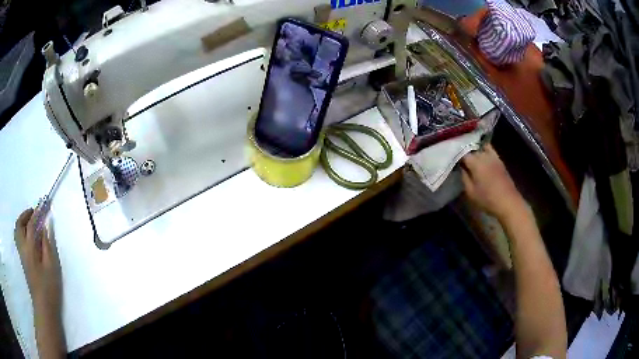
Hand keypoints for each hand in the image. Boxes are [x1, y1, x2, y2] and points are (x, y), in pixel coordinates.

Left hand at [14, 207, 61, 315]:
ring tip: (31, 221)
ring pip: (17, 230)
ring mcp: (21, 254)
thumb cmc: (49, 287)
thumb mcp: (52, 266)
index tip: (44, 203)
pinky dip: (22, 230)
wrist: (44, 307)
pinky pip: (18, 238)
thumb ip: (48, 243)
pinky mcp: (22, 259)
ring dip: (22, 221)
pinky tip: (29, 235)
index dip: (38, 212)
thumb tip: (46, 225)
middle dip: (26, 214)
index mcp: (30, 248)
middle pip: (20, 224)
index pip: (32, 224)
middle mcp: (22, 247)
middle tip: (35, 212)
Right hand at [461, 144, 524, 219]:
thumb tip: (462, 168)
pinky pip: (490, 150)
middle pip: (472, 149)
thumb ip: (464, 178)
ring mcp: (493, 156)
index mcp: (475, 163)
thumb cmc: (487, 199)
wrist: (508, 202)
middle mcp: (484, 156)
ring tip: (472, 158)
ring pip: (481, 147)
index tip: (455, 163)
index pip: (463, 154)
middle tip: (462, 162)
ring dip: (475, 151)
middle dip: (466, 154)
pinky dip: (485, 150)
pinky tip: (482, 156)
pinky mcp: (499, 160)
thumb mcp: (471, 192)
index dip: (457, 157)